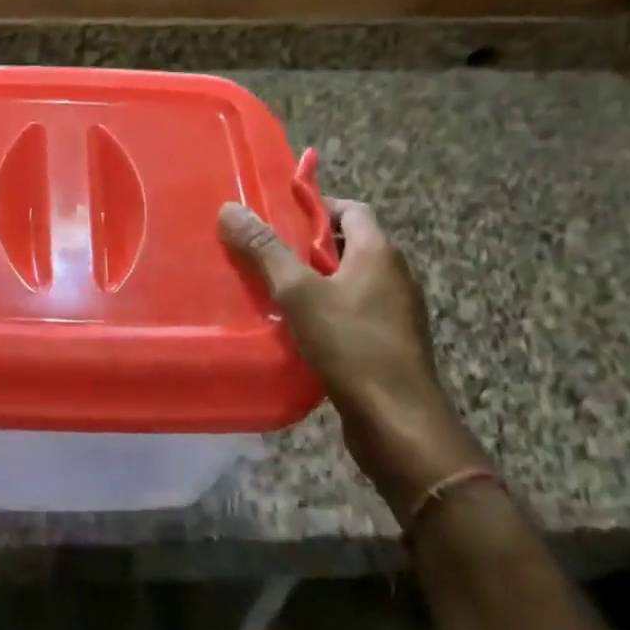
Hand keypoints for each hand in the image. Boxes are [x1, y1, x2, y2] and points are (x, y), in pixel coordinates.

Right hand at [219, 193, 487, 519]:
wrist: (398, 423)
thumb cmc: (351, 345)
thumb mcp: (299, 293)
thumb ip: (265, 250)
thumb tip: (231, 208)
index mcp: (378, 253)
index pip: (350, 209)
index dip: (315, 206)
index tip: (277, 215)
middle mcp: (393, 275)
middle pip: (347, 244)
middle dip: (305, 245)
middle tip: (264, 251)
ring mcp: (395, 312)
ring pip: (347, 280)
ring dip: (313, 280)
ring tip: (271, 288)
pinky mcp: (389, 343)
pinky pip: (352, 311)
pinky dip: (325, 310)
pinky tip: (294, 327)